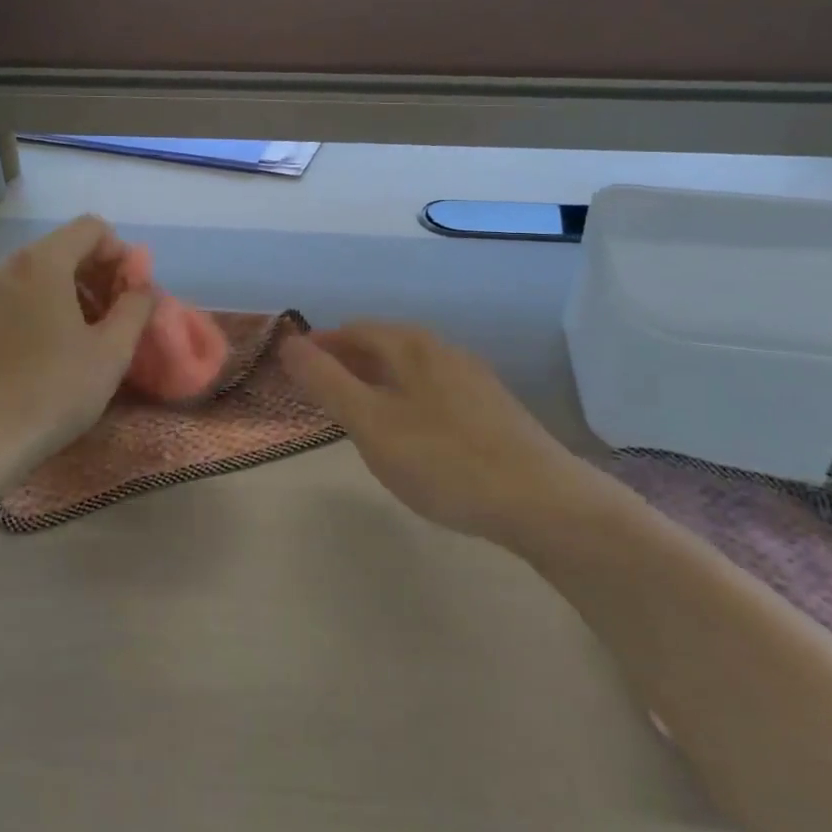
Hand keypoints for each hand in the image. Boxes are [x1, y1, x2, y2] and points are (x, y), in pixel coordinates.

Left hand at [0, 216, 154, 476]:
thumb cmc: (52, 391)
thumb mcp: (111, 351)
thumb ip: (135, 306)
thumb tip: (142, 283)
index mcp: (42, 263)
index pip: (92, 228)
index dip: (121, 254)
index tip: (132, 294)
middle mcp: (8, 265)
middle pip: (65, 247)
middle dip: (100, 273)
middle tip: (118, 317)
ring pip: (41, 272)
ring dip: (74, 290)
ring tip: (90, 335)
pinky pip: (19, 293)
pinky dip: (46, 304)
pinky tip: (56, 347)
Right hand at [280, 321, 574, 542]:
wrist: (542, 501)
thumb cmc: (444, 459)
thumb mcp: (371, 423)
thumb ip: (327, 382)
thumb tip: (289, 343)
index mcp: (411, 345)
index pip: (352, 330)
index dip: (319, 346)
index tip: (293, 370)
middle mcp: (442, 350)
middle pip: (382, 346)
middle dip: (346, 364)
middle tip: (317, 396)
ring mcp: (471, 378)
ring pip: (408, 370)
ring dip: (375, 383)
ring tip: (355, 416)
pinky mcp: (491, 409)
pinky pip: (431, 392)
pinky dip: (403, 401)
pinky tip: (407, 435)